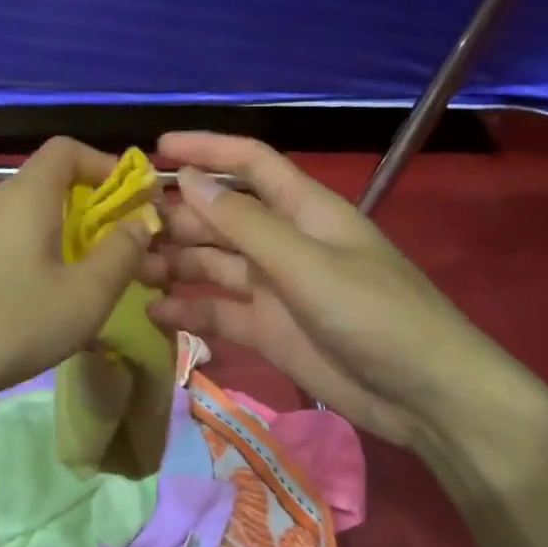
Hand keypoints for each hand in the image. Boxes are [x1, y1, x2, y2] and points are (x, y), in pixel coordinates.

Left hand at [0, 138, 155, 433]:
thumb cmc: (7, 324)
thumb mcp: (84, 297)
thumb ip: (122, 254)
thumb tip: (139, 223)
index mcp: (26, 195)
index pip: (67, 149)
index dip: (106, 165)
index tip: (132, 202)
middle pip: (49, 185)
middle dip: (92, 212)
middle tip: (118, 254)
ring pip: (26, 219)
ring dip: (63, 240)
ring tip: (83, 285)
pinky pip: (3, 243)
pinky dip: (32, 258)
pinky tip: (36, 304)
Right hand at [145, 132, 528, 451]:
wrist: (423, 396)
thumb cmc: (373, 314)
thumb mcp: (305, 263)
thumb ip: (244, 225)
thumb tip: (188, 181)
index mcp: (303, 210)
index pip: (249, 164)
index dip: (205, 150)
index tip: (155, 151)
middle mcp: (284, 241)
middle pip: (221, 217)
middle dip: (177, 217)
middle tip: (124, 228)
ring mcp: (274, 287)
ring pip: (213, 264)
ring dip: (175, 264)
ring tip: (132, 272)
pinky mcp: (268, 329)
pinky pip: (218, 312)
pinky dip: (188, 310)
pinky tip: (155, 313)